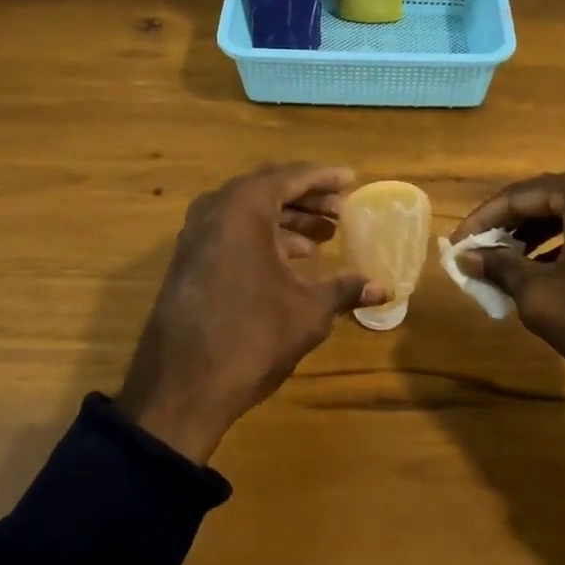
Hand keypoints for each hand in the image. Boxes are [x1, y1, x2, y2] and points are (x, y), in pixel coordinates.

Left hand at [116, 163, 387, 463]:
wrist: (180, 387)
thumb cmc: (251, 336)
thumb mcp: (307, 311)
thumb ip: (344, 290)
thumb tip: (384, 289)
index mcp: (244, 207)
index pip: (292, 177)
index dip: (325, 178)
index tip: (352, 179)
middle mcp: (216, 208)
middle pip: (269, 189)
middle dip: (308, 198)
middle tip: (341, 210)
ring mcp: (197, 233)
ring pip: (250, 211)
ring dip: (287, 219)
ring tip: (324, 236)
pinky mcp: (189, 258)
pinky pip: (233, 231)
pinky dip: (264, 236)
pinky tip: (292, 259)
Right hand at [452, 162, 564, 476]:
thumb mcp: (541, 297)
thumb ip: (500, 267)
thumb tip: (467, 257)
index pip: (518, 196)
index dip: (481, 220)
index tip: (455, 244)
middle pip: (545, 201)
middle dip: (508, 230)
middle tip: (477, 255)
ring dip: (534, 239)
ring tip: (503, 267)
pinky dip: (564, 248)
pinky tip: (543, 274)